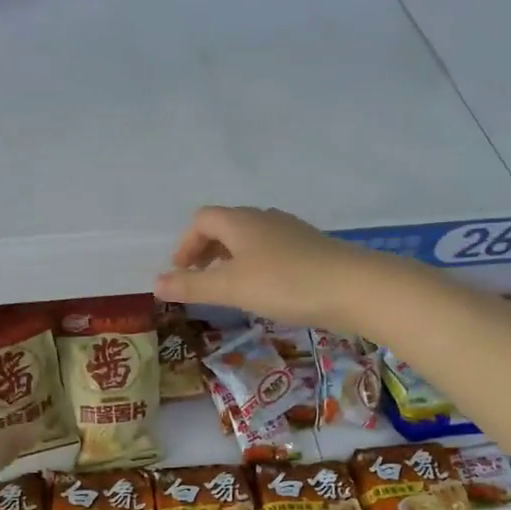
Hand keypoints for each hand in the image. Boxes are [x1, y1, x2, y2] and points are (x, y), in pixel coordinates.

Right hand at [154, 205, 393, 334]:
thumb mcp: (233, 288)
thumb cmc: (286, 283)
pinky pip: (273, 251)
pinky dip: (257, 265)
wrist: (355, 287)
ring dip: (233, 259)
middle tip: (200, 280)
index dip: (186, 243)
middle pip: (227, 226)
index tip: (180, 272)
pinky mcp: (312, 249)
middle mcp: (265, 219)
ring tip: (230, 288)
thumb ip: (192, 287)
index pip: (203, 220)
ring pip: (251, 239)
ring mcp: (291, 232)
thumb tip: (155, 283)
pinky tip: (266, 291)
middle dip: (207, 251)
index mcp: (241, 222)